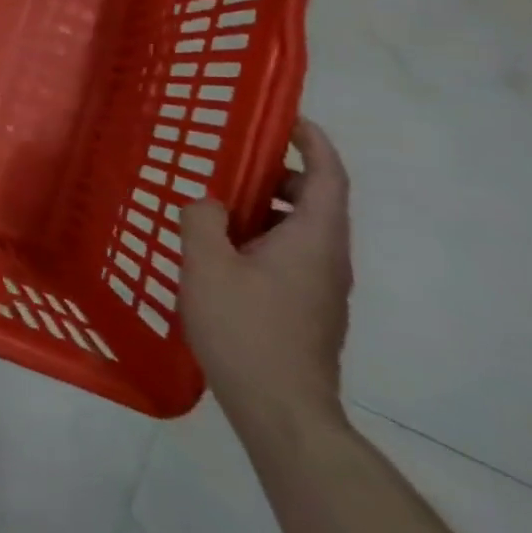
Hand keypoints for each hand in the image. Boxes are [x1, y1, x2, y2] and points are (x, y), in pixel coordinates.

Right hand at [181, 118, 351, 432]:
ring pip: (302, 232)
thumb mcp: (208, 265)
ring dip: (268, 210)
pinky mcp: (309, 313)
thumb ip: (202, 220)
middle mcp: (328, 259)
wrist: (283, 412)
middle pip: (316, 202)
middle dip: (280, 176)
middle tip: (235, 165)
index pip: (328, 176)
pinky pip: (292, 258)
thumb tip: (209, 205)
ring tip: (218, 210)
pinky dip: (264, 240)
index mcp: (314, 238)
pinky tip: (223, 256)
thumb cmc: (247, 330)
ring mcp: (323, 290)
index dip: (314, 143)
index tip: (289, 120)